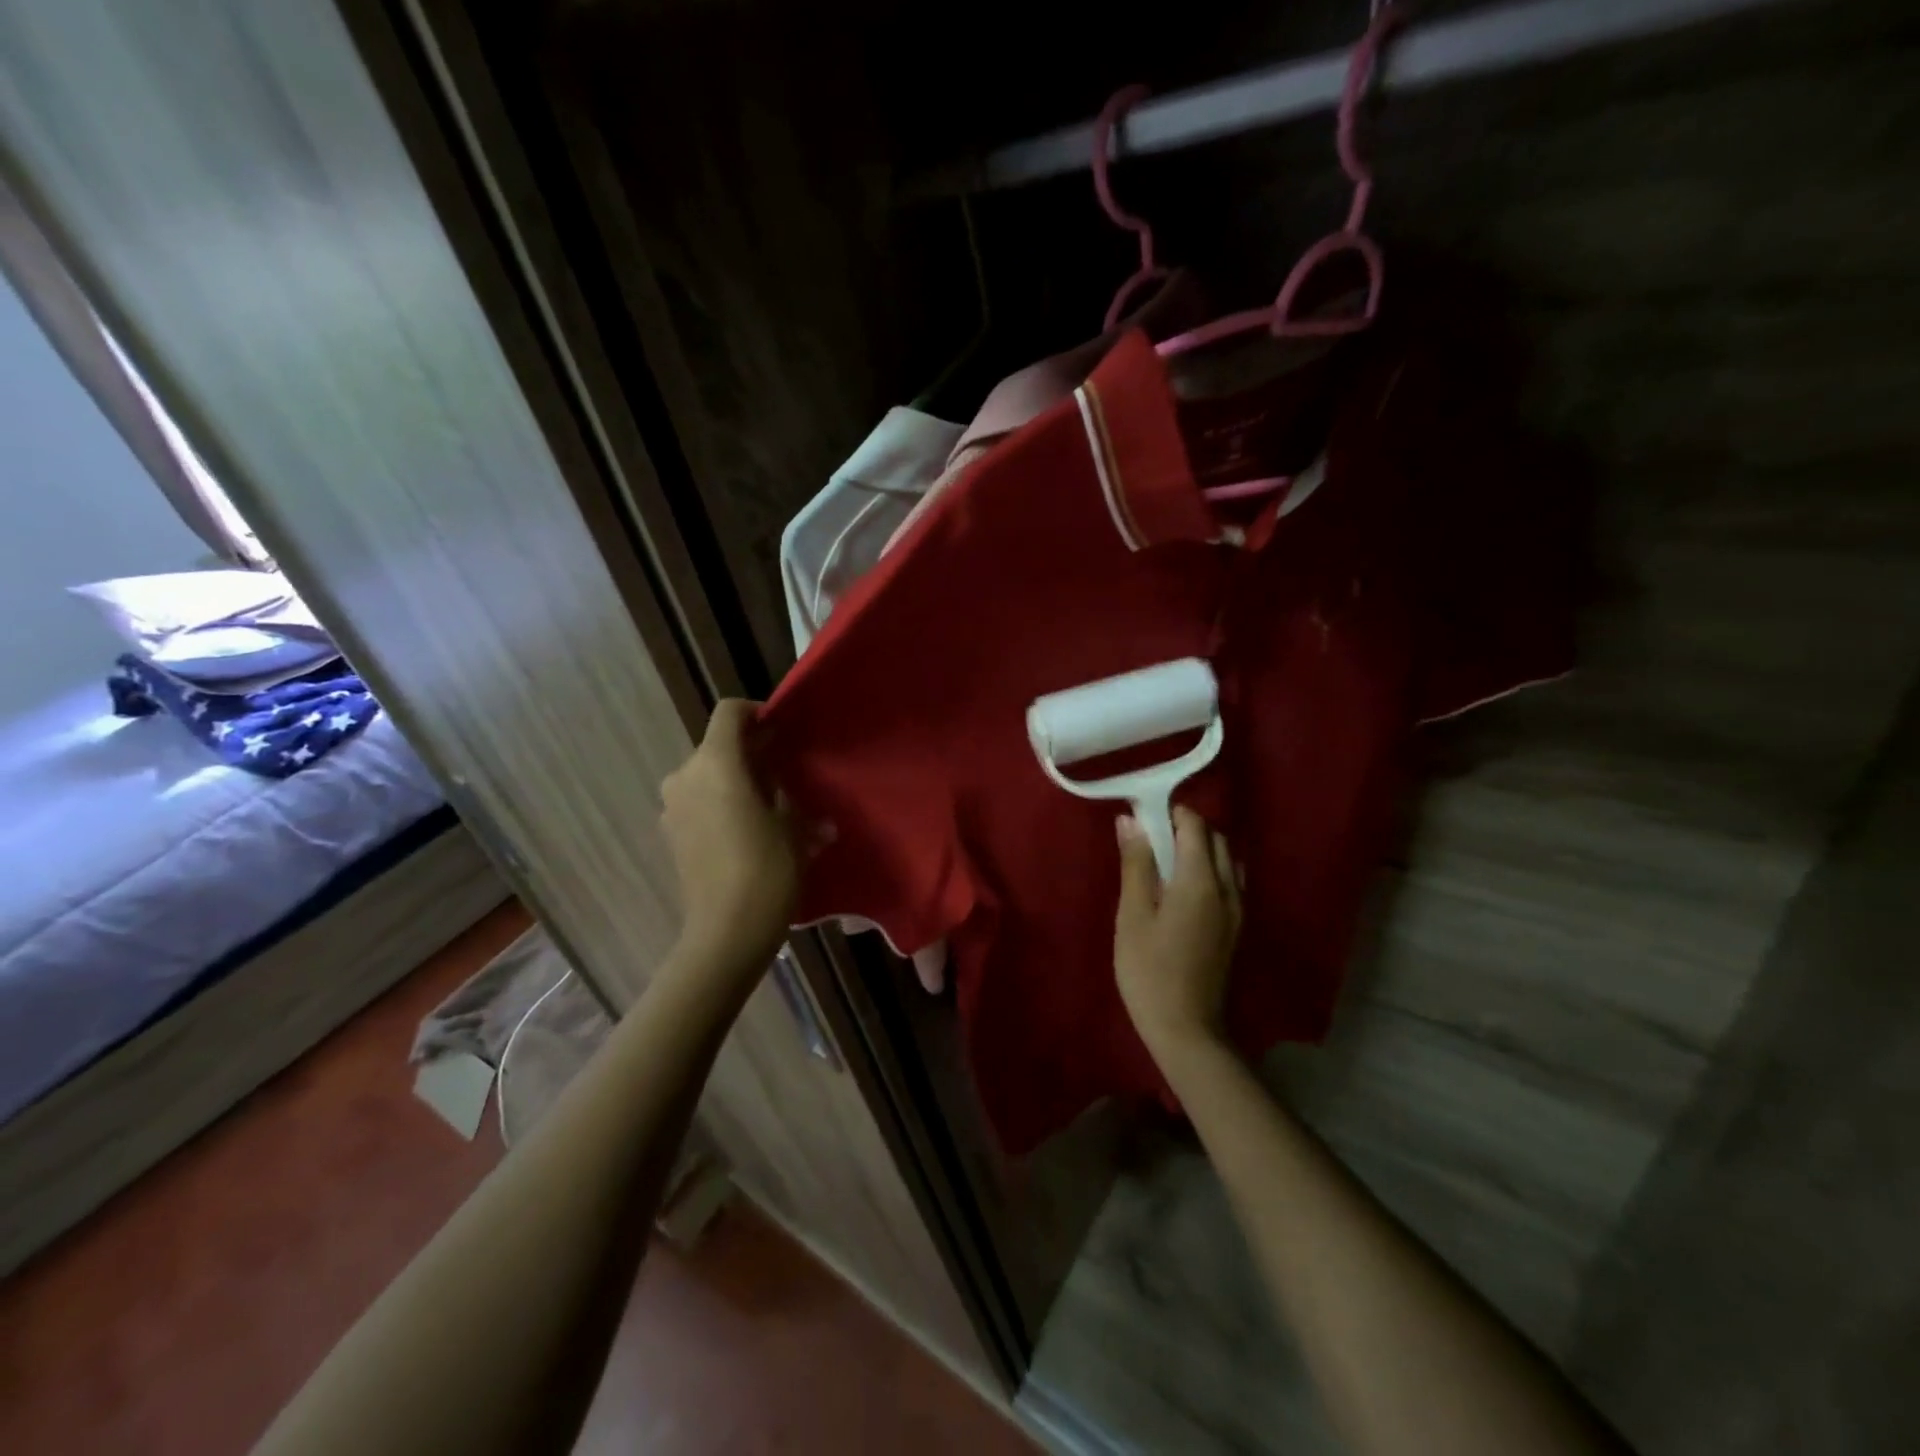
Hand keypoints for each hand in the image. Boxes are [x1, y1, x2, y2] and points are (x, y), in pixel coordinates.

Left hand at [660, 700, 798, 971]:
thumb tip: (786, 786)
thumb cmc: (767, 870)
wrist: (727, 933)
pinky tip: (752, 830)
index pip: (729, 714)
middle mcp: (685, 777)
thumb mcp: (792, 825)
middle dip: (752, 753)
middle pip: (719, 746)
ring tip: (773, 805)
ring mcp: (673, 808)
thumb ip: (786, 791)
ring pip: (709, 777)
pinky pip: (700, 803)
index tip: (782, 728)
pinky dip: (724, 804)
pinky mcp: (671, 835)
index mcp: (715, 764)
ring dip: (738, 782)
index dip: (756, 712)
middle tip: (786, 772)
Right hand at [1114, 806, 1242, 1066]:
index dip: (1170, 813)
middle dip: (1187, 828)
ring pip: (1227, 860)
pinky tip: (1183, 890)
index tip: (1143, 817)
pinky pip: (1230, 881)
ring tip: (1166, 863)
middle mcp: (1228, 888)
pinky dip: (1210, 870)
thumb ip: (1136, 864)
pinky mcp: (1236, 928)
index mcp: (1201, 881)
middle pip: (1216, 839)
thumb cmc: (1149, 970)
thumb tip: (1131, 820)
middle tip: (1150, 839)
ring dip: (1201, 849)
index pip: (1195, 826)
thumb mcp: (1133, 915)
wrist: (1186, 1029)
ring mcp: (1237, 910)